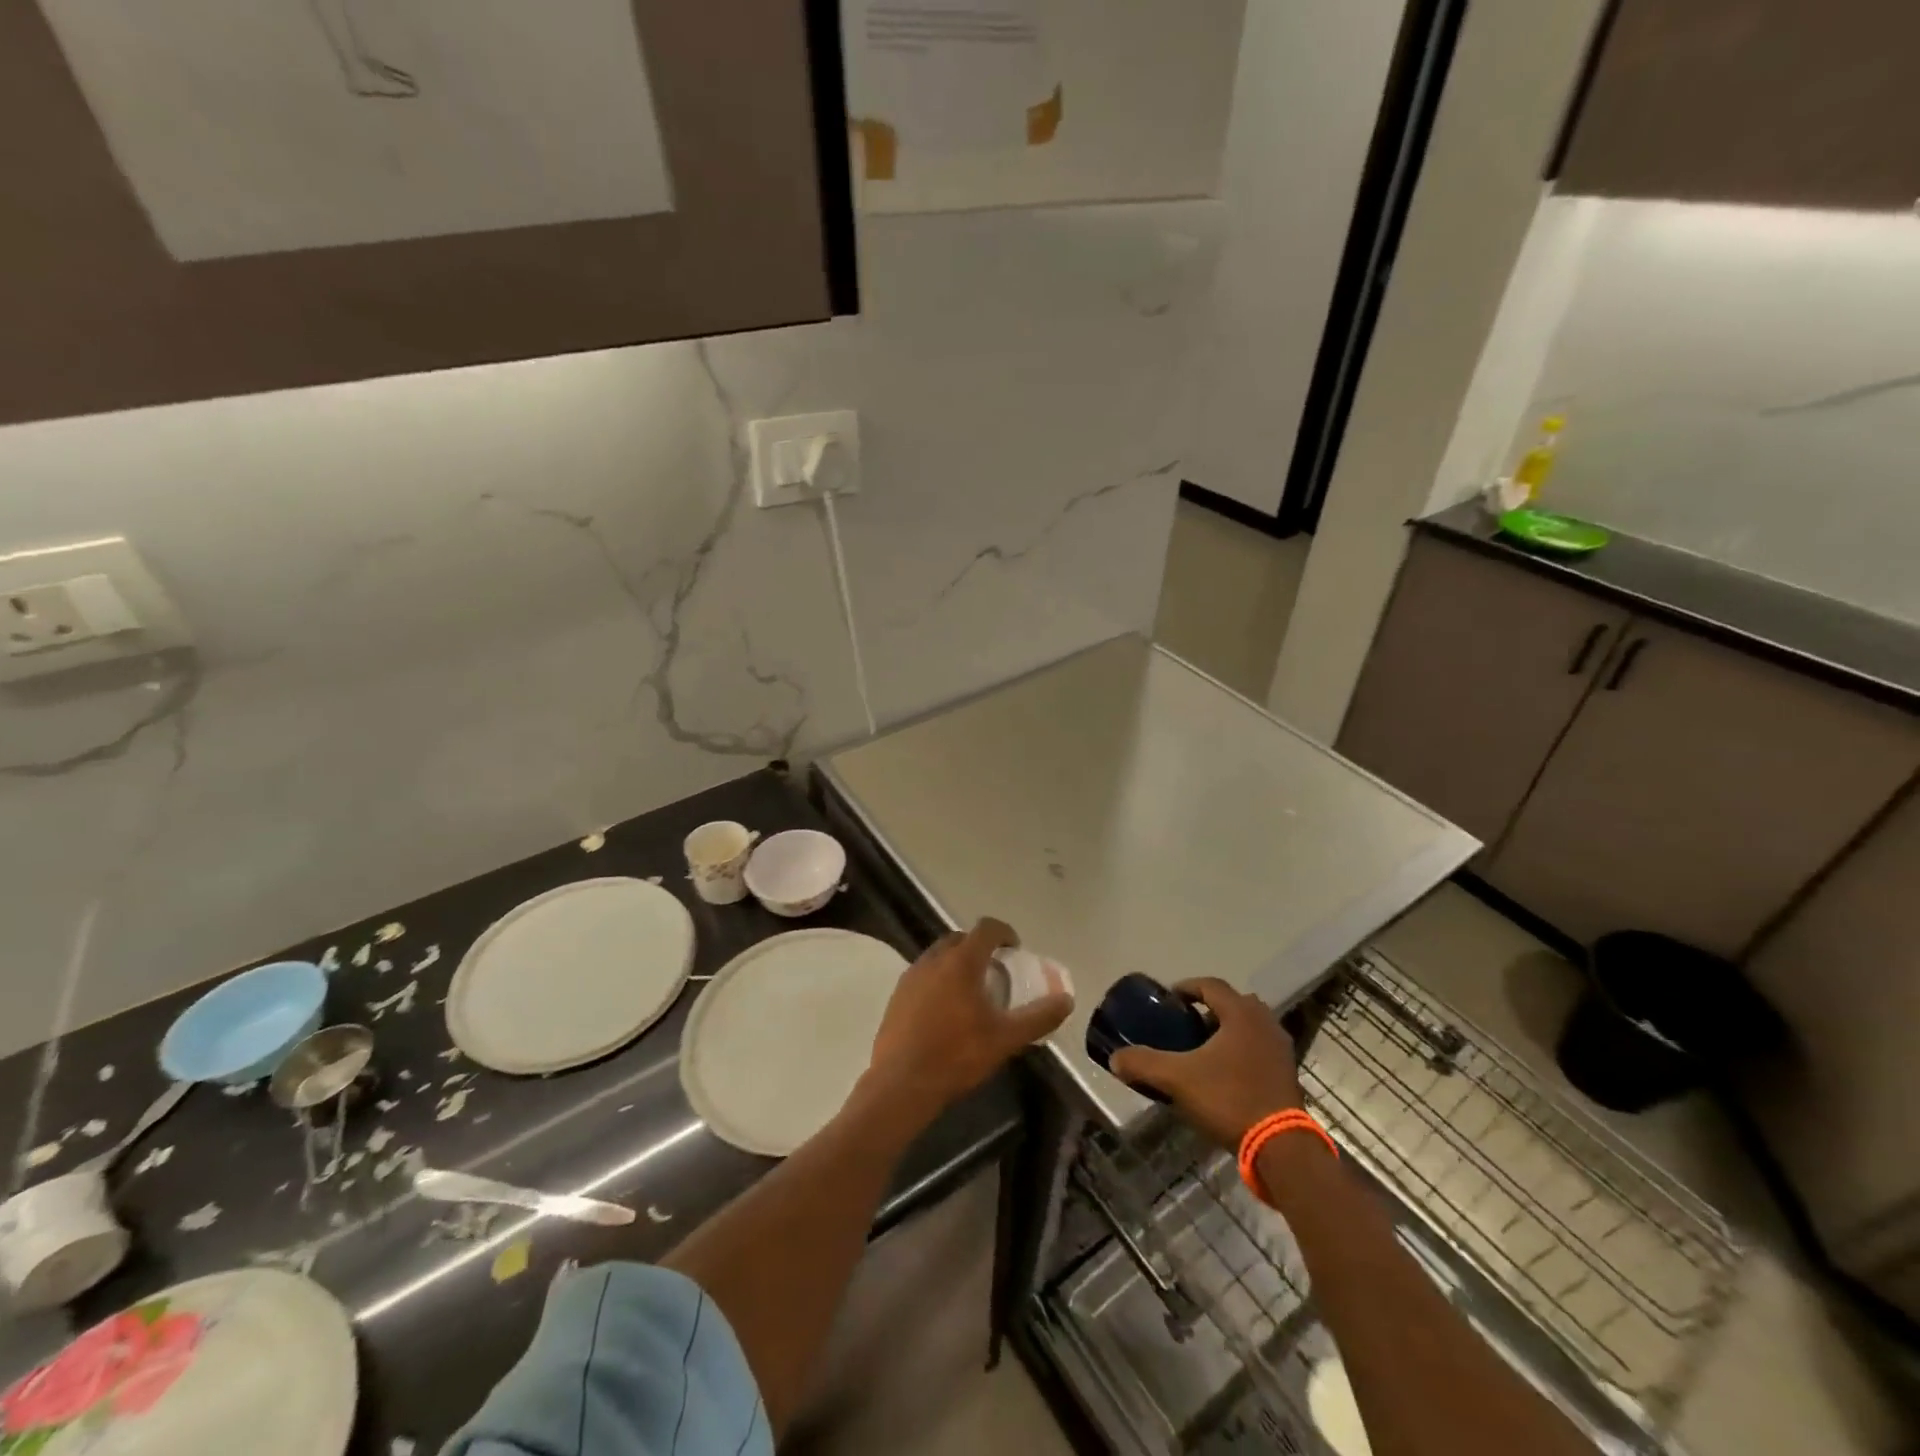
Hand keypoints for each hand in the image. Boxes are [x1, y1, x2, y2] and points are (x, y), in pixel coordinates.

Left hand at [865, 918, 1072, 1121]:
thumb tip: (1066, 1000)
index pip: (986, 928)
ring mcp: (911, 976)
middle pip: (961, 939)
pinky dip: (939, 981)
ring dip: (958, 964)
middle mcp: (934, 960)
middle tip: (996, 973)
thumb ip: (1038, 1017)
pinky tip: (946, 1012)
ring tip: (972, 993)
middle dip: (980, 948)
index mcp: (961, 962)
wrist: (901, 1084)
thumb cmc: (957, 1055)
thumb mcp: (1005, 1039)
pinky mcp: (897, 996)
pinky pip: (924, 976)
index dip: (1004, 933)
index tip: (1016, 950)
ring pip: (939, 957)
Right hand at [1109, 978, 1303, 1149]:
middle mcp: (1265, 1022)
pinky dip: (1242, 1051)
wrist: (1281, 1148)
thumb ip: (1144, 1063)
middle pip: (1233, 1003)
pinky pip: (1260, 1048)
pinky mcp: (1288, 1073)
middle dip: (1209, 1009)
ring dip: (1227, 1031)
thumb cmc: (1229, 1099)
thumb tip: (1115, 1058)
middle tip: (1187, 1024)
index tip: (1169, 999)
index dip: (1186, 987)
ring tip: (1203, 1050)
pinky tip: (1225, 1074)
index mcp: (1241, 1013)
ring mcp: (1281, 1048)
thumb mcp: (1177, 1079)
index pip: (1210, 984)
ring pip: (1249, 1026)